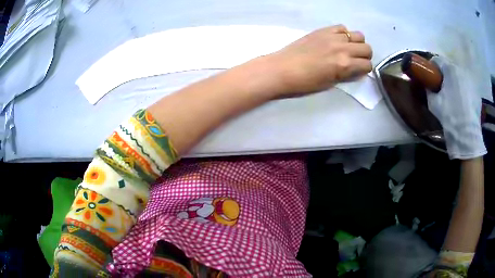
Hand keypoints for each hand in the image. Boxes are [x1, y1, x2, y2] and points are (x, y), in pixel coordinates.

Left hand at [265, 25, 372, 96]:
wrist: (282, 69)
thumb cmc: (305, 82)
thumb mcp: (330, 83)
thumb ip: (346, 75)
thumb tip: (356, 69)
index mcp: (344, 65)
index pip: (367, 65)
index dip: (365, 69)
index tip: (359, 71)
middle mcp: (343, 48)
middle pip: (367, 48)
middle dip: (365, 56)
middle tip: (356, 60)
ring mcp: (333, 37)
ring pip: (358, 35)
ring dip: (357, 43)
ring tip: (348, 48)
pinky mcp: (323, 30)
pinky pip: (342, 27)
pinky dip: (344, 33)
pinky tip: (337, 40)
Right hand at [427, 57, 485, 158]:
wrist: (467, 136)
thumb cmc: (450, 116)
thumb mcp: (433, 103)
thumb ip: (429, 90)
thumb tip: (428, 87)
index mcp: (450, 69)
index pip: (437, 60)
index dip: (432, 68)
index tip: (430, 78)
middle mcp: (462, 70)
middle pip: (450, 68)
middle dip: (445, 75)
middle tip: (442, 88)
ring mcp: (471, 82)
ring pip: (460, 77)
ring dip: (455, 83)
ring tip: (454, 97)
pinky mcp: (477, 94)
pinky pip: (468, 88)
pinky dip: (464, 92)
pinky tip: (463, 104)